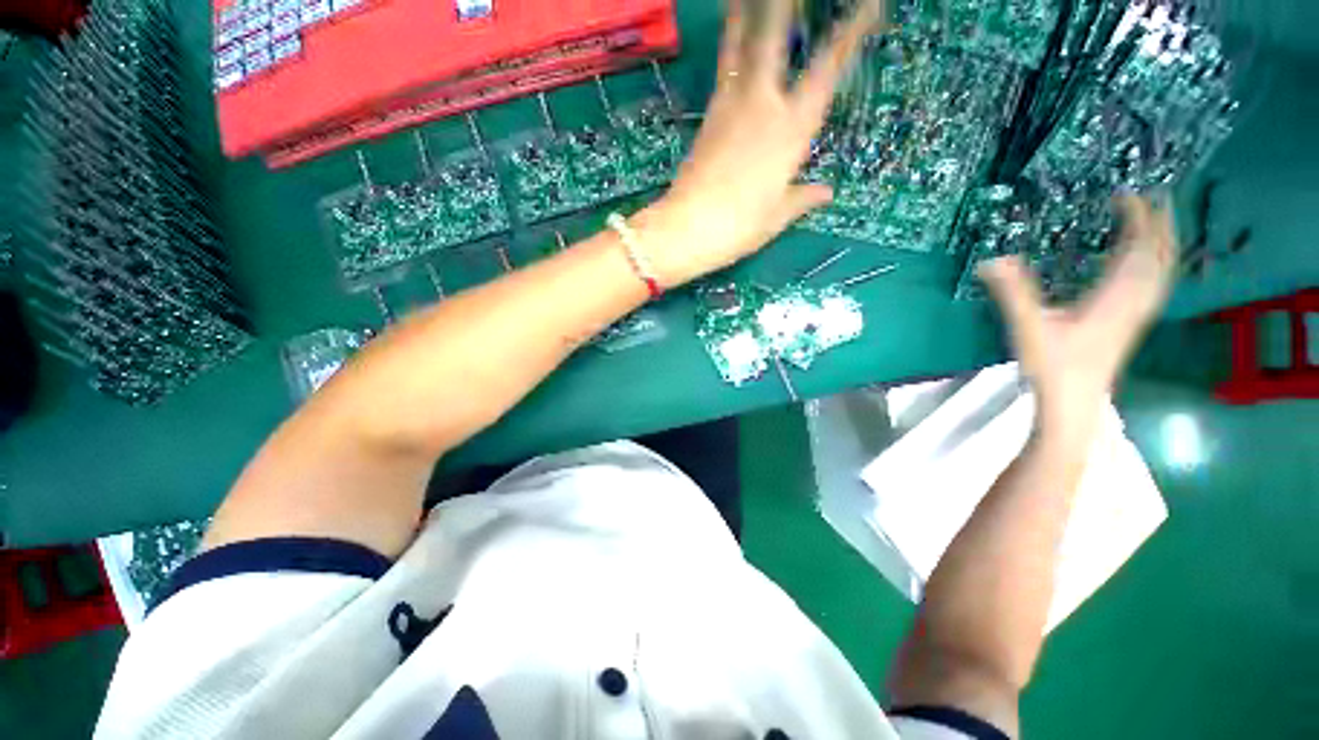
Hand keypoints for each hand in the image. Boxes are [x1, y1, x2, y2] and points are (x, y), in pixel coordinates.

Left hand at [636, 0, 884, 287]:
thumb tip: (826, 192)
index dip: (850, 33)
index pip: (827, 69)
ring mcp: (730, 106)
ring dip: (745, 12)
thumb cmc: (738, 227)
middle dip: (783, 4)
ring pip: (740, 44)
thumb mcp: (776, 217)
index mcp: (791, 130)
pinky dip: (730, 46)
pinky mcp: (708, 116)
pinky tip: (733, 39)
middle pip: (773, 37)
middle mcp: (763, 106)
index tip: (868, 5)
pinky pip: (723, 69)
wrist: (686, 229)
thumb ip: (803, 198)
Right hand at [979, 195, 1176, 436]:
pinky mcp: (1132, 323)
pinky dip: (1158, 263)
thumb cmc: (1053, 365)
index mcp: (1114, 296)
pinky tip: (1149, 263)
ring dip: (1164, 241)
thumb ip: (1012, 292)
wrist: (1074, 402)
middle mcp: (1135, 300)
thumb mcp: (1028, 326)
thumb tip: (991, 260)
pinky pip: (1156, 283)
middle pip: (1160, 255)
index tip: (1126, 193)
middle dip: (1162, 222)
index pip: (1137, 247)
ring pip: (1163, 269)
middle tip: (1156, 195)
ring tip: (1160, 220)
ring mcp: (1137, 313)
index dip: (1137, 217)